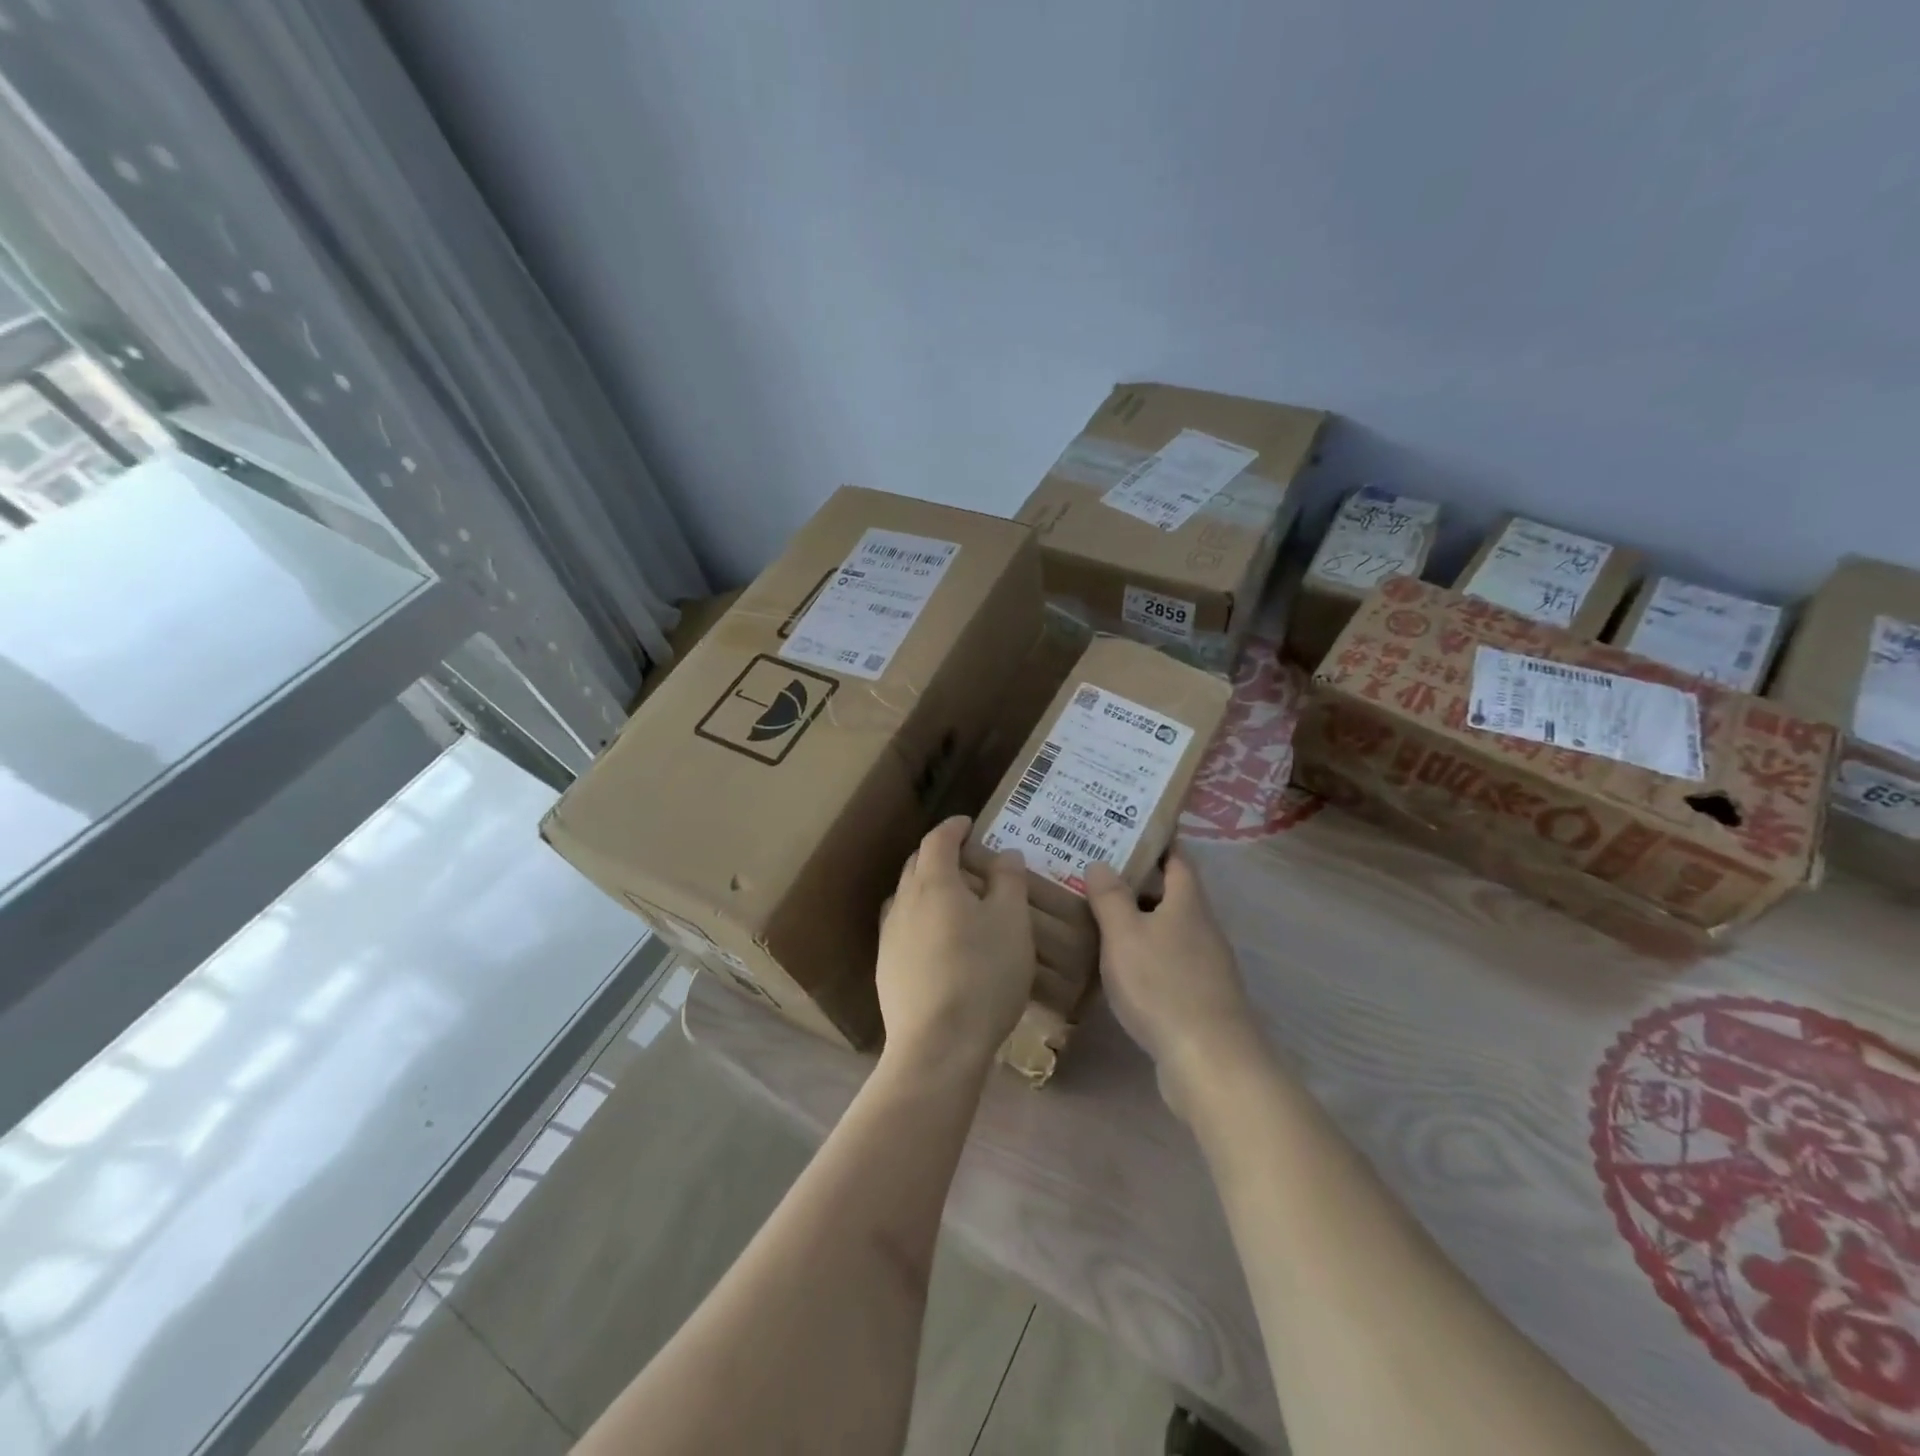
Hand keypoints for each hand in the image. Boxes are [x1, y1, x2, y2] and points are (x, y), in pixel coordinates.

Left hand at [877, 816, 1033, 1073]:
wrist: (937, 1045)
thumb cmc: (983, 974)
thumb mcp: (1012, 923)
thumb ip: (1009, 881)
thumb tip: (1005, 855)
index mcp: (933, 882)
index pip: (938, 840)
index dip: (954, 827)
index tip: (969, 824)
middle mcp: (904, 902)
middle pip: (917, 865)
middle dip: (941, 856)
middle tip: (970, 863)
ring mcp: (889, 937)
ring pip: (908, 898)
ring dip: (929, 889)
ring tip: (956, 902)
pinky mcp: (886, 969)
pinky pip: (904, 929)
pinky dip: (923, 920)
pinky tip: (940, 943)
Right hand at [1084, 852, 1262, 1116]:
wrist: (1210, 1061)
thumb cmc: (1163, 986)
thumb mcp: (1125, 935)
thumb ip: (1111, 897)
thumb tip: (1101, 862)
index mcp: (1188, 902)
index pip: (1177, 857)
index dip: (1155, 841)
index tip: (1126, 828)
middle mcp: (1202, 927)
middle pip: (1172, 893)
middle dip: (1138, 880)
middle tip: (1096, 871)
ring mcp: (1205, 964)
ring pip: (1168, 928)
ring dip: (1139, 919)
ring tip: (1098, 913)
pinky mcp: (1200, 997)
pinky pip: (1168, 960)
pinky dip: (1145, 953)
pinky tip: (1119, 965)